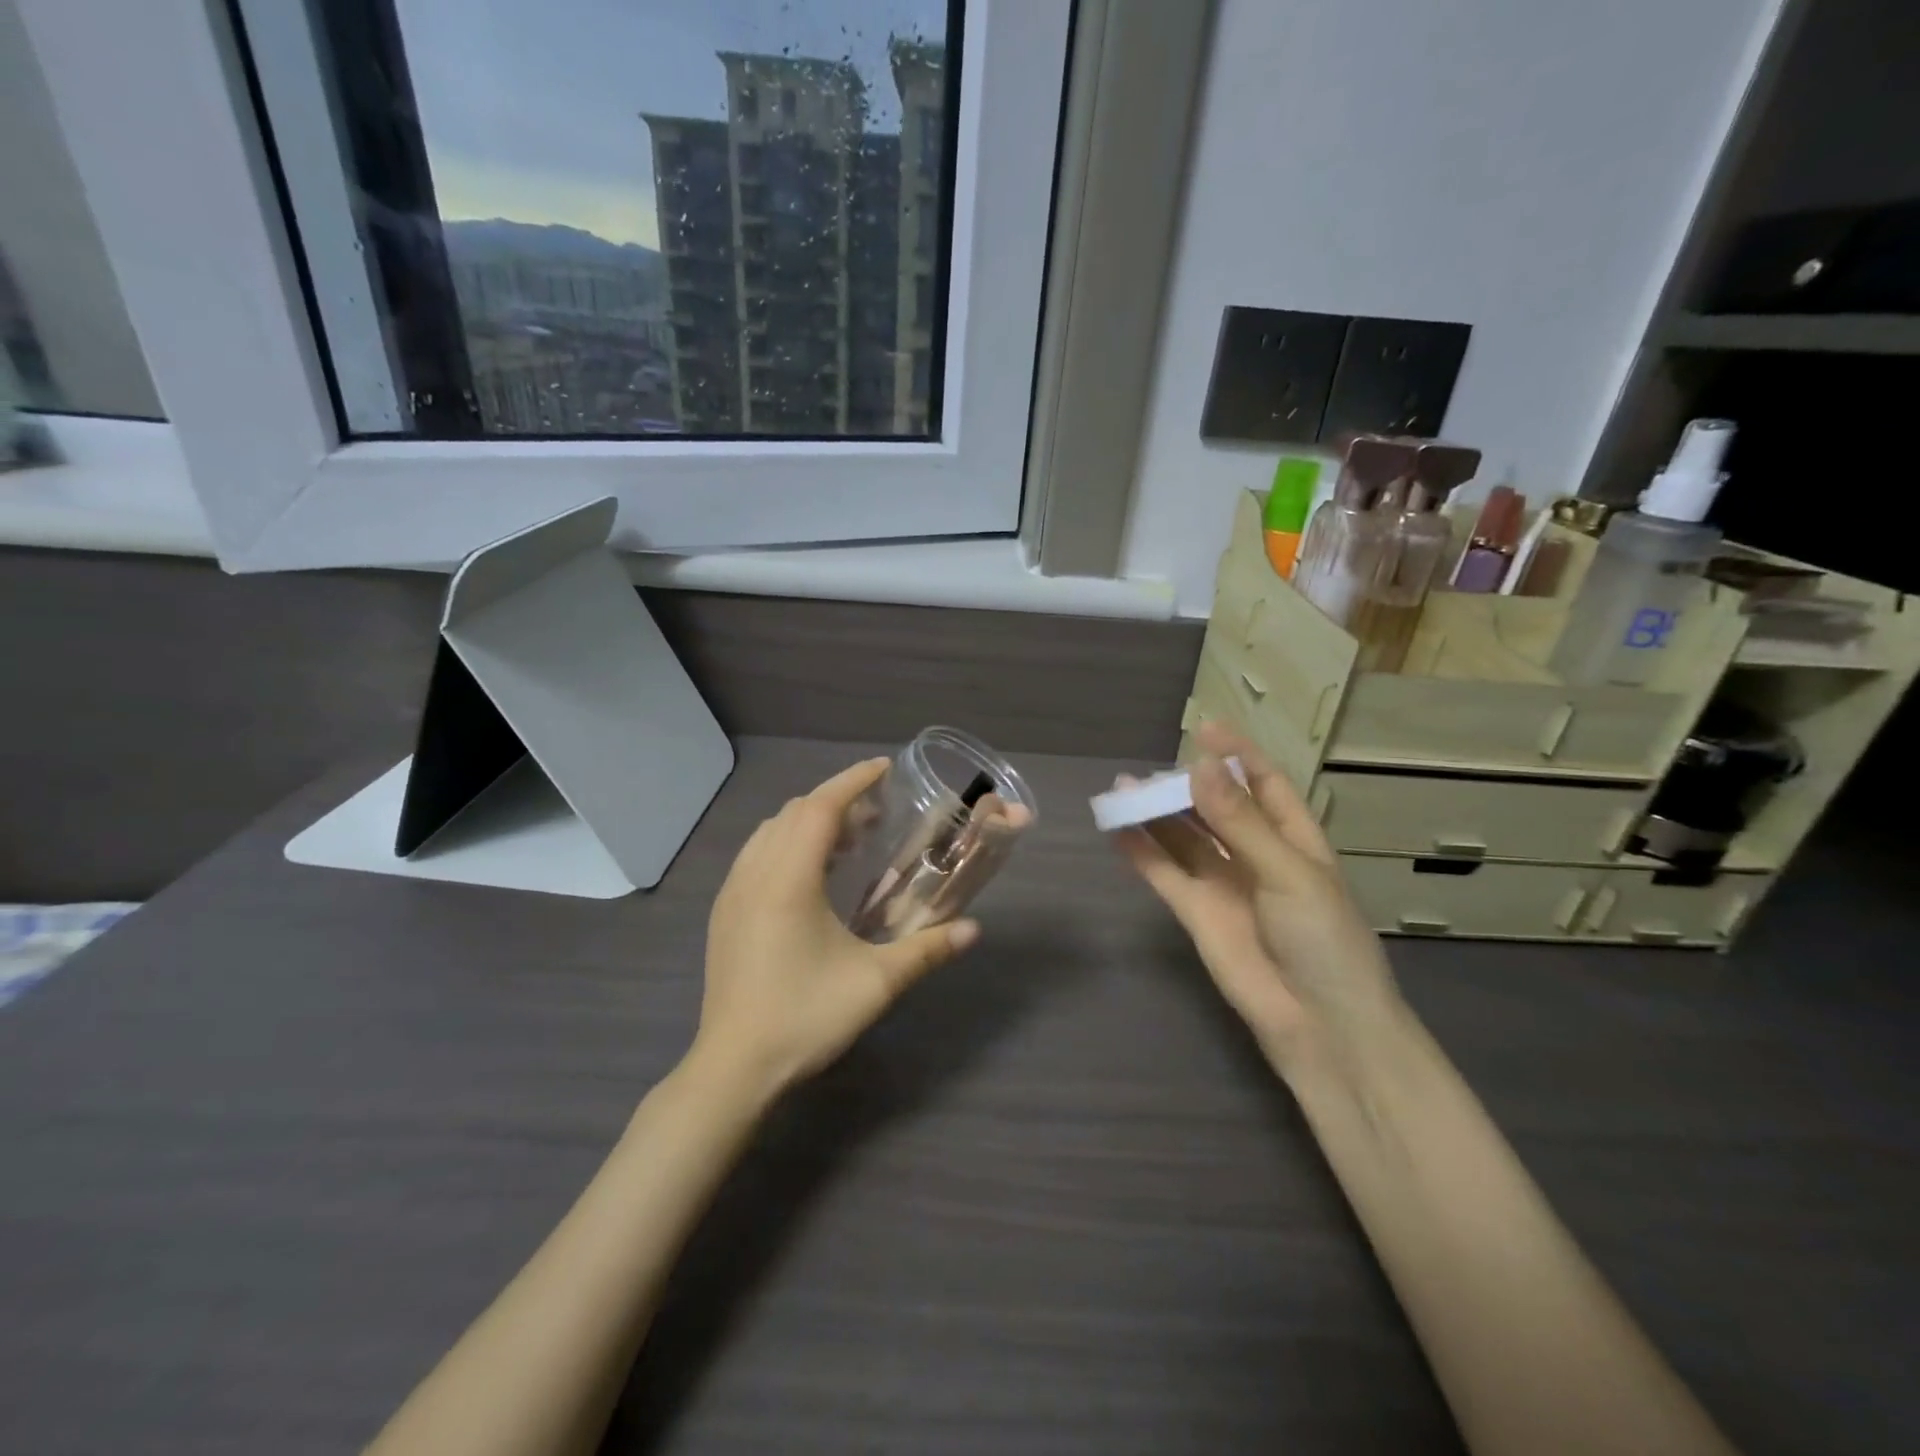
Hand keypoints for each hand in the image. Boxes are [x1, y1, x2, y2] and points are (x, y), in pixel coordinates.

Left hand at [694, 757, 979, 1101]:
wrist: (733, 1067)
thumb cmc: (804, 1017)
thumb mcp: (875, 984)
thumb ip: (927, 951)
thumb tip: (973, 930)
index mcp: (788, 880)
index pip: (819, 807)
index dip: (852, 781)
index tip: (883, 768)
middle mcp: (755, 874)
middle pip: (794, 812)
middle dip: (836, 800)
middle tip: (877, 813)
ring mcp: (733, 892)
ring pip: (770, 831)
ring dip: (809, 821)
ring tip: (848, 841)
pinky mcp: (724, 912)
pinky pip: (756, 854)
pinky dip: (787, 843)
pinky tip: (811, 875)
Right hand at [1116, 723, 1395, 1064]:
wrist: (1319, 1024)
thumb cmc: (1324, 940)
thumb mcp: (1289, 872)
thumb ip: (1239, 822)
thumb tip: (1200, 766)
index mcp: (1294, 840)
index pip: (1264, 785)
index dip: (1237, 756)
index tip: (1206, 728)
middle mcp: (1255, 856)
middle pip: (1215, 808)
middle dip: (1186, 785)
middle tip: (1151, 769)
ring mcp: (1222, 884)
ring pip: (1183, 838)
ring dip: (1155, 814)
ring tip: (1122, 788)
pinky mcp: (1195, 912)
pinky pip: (1163, 873)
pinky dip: (1140, 851)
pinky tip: (1116, 828)